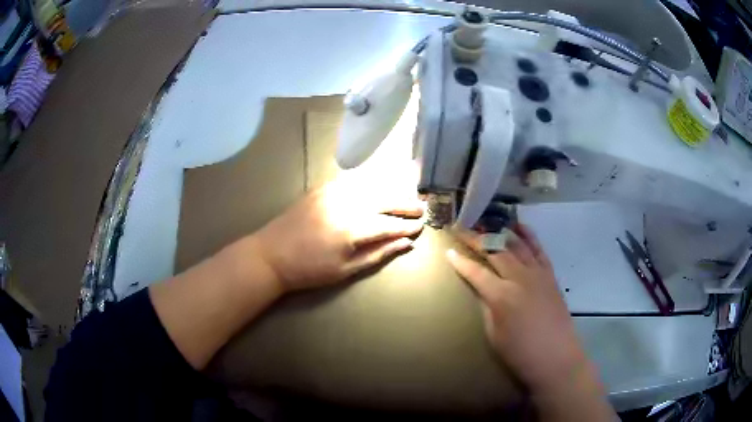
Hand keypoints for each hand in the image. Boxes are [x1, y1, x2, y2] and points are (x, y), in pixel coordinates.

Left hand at [252, 180, 424, 292]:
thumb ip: (378, 254)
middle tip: (421, 207)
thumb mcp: (346, 270)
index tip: (421, 226)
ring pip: (370, 186)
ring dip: (390, 190)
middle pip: (383, 199)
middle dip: (404, 203)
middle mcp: (345, 203)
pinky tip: (378, 187)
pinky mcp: (322, 188)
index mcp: (352, 228)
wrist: (271, 255)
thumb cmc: (309, 270)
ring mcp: (332, 192)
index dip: (406, 226)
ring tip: (405, 196)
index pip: (388, 224)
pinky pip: (352, 181)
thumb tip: (405, 243)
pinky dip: (369, 183)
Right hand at [445, 224, 590, 394]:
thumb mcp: (493, 333)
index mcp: (501, 296)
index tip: (448, 251)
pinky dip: (528, 235)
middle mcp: (519, 278)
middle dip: (476, 239)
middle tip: (462, 229)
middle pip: (495, 251)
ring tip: (486, 222)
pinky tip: (518, 226)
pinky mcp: (550, 274)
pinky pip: (538, 249)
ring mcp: (537, 273)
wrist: (555, 357)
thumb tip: (481, 288)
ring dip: (499, 231)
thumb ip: (487, 306)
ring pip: (516, 245)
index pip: (476, 272)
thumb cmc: (520, 352)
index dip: (460, 261)